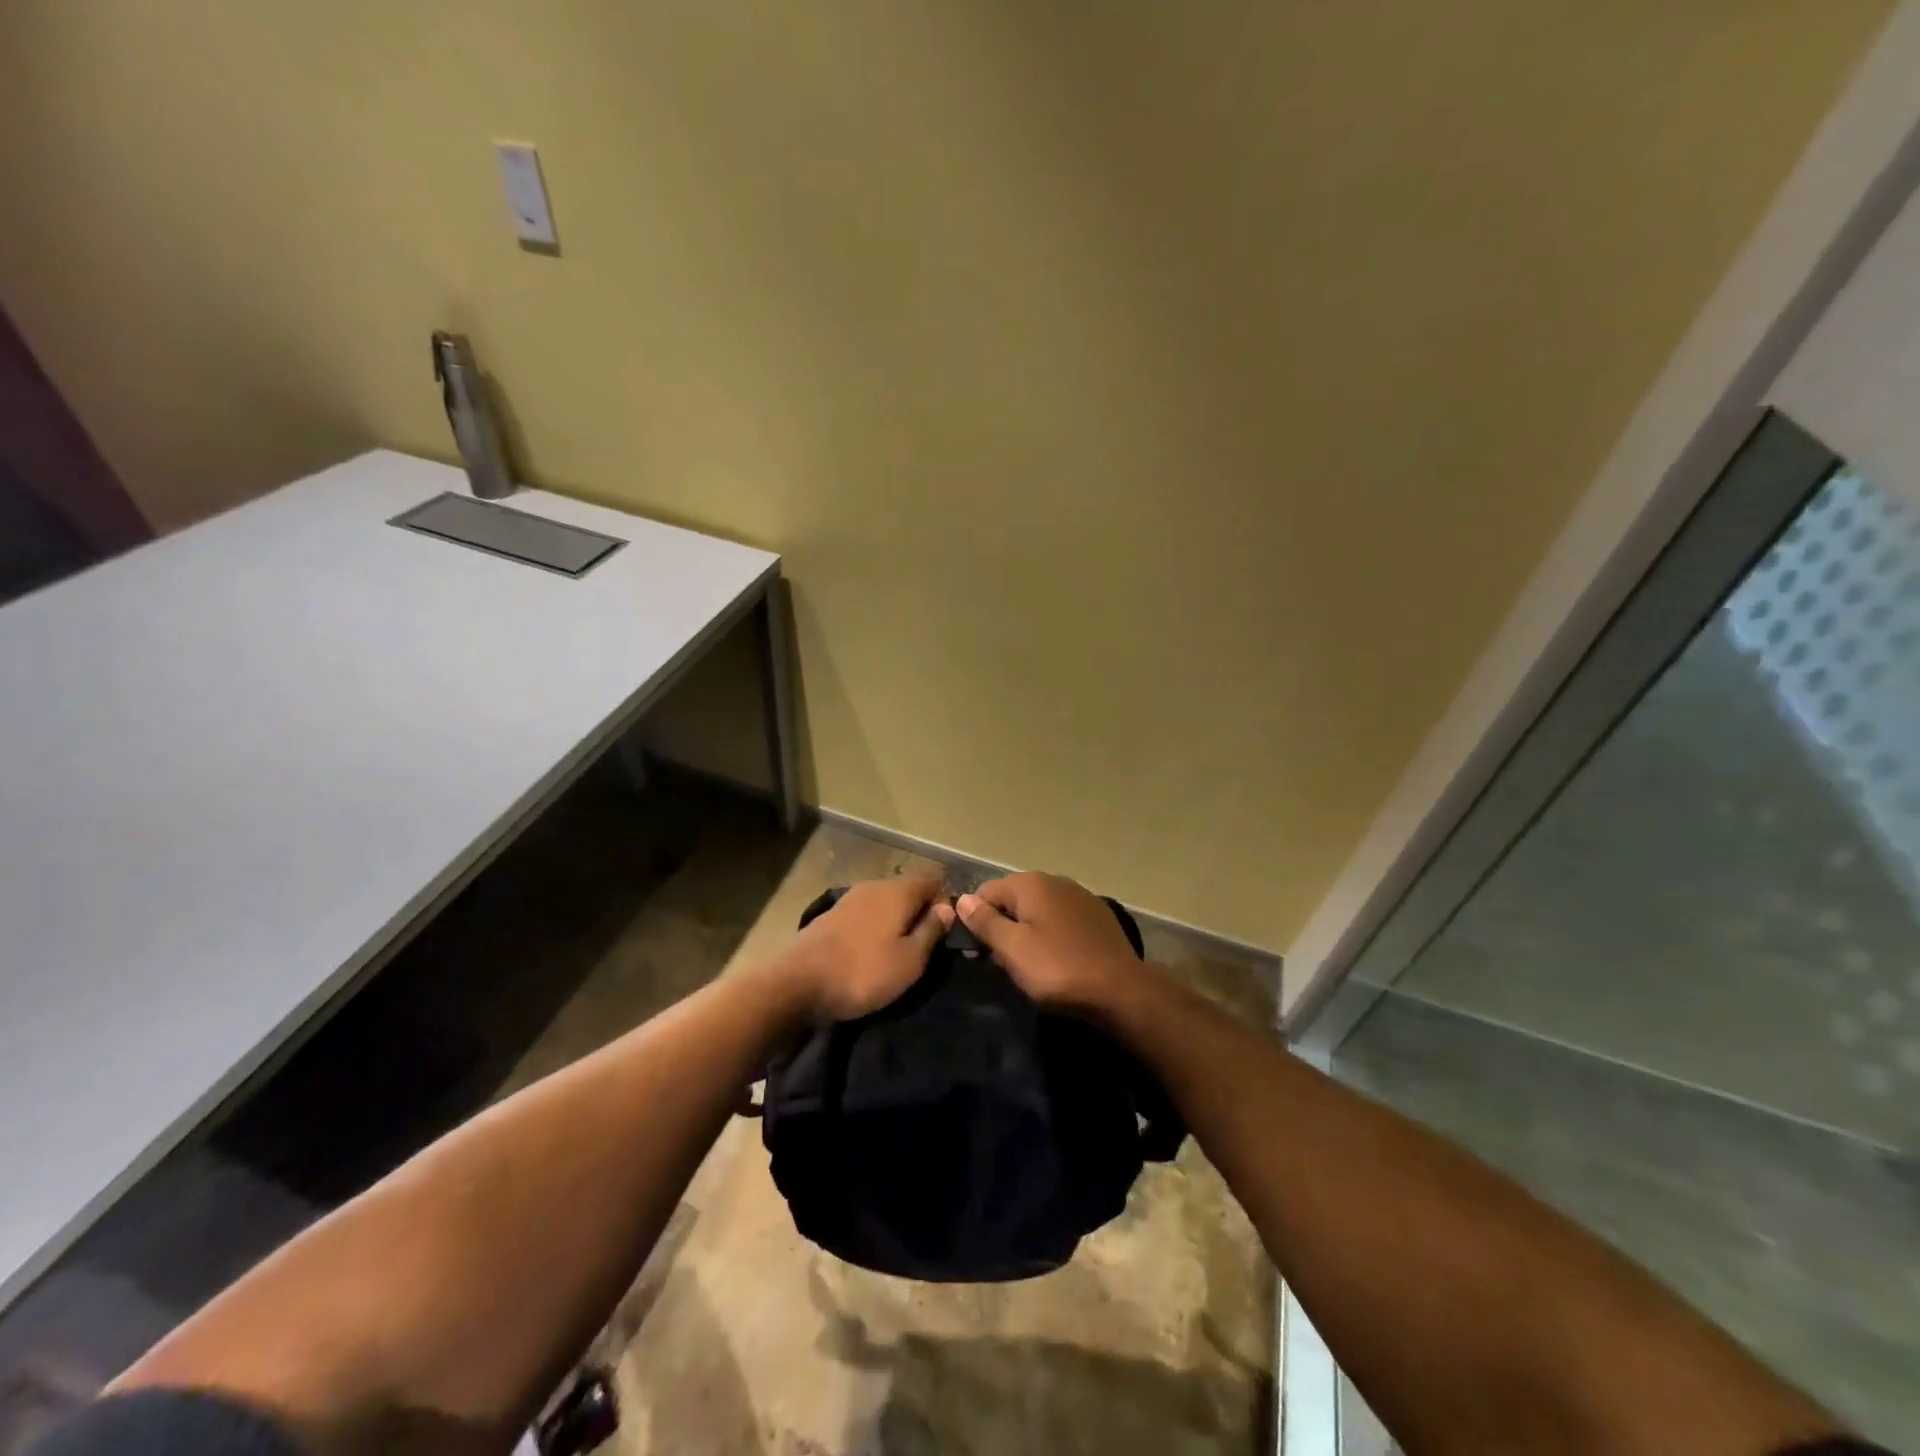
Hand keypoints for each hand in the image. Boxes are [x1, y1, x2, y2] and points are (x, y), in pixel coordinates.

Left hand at [781, 877, 954, 1021]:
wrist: (798, 983)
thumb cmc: (864, 972)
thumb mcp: (910, 960)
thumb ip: (932, 931)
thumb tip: (948, 908)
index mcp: (898, 891)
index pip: (933, 882)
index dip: (944, 905)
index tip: (944, 936)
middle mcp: (874, 885)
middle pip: (907, 891)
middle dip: (919, 914)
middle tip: (923, 949)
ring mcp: (849, 898)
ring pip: (884, 903)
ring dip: (895, 923)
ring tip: (896, 953)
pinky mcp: (831, 914)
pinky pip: (865, 914)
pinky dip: (874, 928)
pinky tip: (869, 952)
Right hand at [955, 872, 1142, 1010]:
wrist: (1121, 991)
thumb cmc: (1058, 969)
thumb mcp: (1013, 949)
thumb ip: (985, 922)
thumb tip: (962, 899)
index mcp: (1031, 883)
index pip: (986, 892)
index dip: (975, 920)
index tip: (977, 952)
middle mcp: (1055, 880)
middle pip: (1013, 899)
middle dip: (1002, 926)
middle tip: (1001, 963)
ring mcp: (1080, 896)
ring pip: (1038, 910)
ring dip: (1027, 931)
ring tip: (1028, 965)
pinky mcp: (1097, 916)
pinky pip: (1061, 920)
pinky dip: (1051, 934)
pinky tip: (1056, 959)